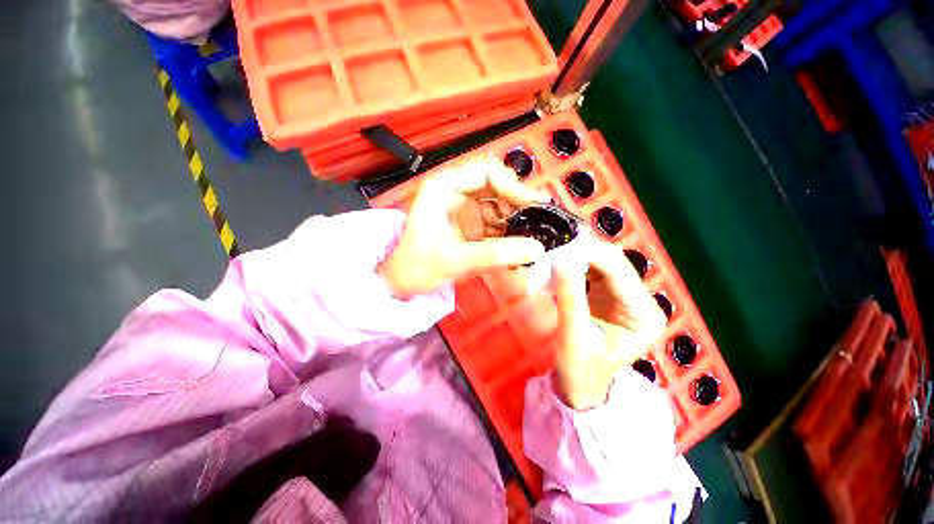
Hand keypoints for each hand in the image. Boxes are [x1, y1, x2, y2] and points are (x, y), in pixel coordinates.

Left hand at [378, 157, 549, 297]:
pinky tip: (516, 251)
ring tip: (529, 242)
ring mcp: (464, 208)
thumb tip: (536, 248)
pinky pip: (496, 224)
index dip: (513, 186)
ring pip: (500, 206)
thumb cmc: (417, 267)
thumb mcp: (456, 259)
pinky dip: (508, 236)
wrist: (402, 283)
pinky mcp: (470, 225)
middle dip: (518, 205)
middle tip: (539, 224)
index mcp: (444, 187)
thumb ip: (496, 254)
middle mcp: (456, 192)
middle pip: (497, 187)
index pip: (486, 172)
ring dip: (516, 223)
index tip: (535, 206)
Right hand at [551, 240, 666, 409]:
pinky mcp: (608, 295)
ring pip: (600, 262)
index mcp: (644, 314)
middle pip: (612, 262)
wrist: (580, 386)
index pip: (617, 270)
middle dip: (580, 253)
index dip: (588, 254)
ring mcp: (625, 296)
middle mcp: (641, 300)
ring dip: (575, 257)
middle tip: (551, 250)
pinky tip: (557, 265)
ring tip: (551, 255)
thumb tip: (560, 260)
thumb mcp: (574, 337)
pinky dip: (573, 265)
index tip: (557, 249)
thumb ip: (570, 298)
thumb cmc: (580, 370)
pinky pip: (591, 271)